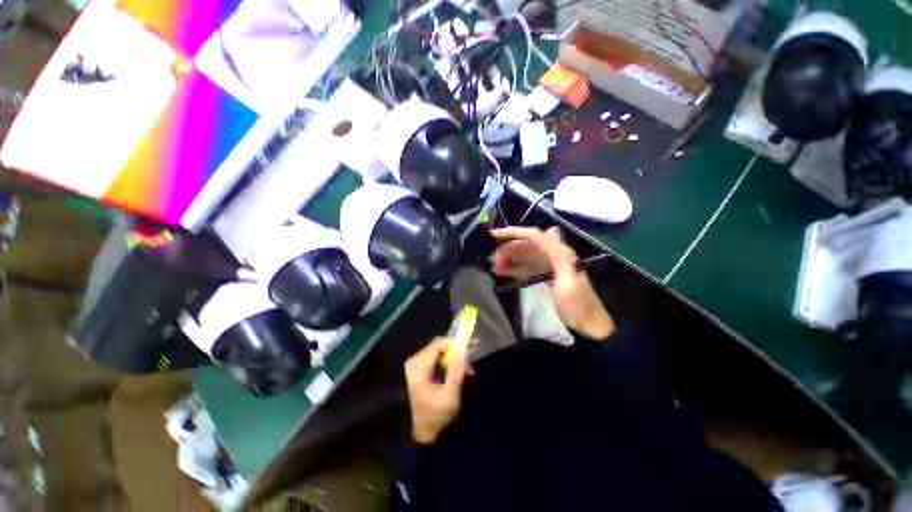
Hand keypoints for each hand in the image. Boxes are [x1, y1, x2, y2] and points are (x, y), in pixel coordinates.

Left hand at [405, 337, 468, 443]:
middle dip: (456, 347)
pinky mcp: (420, 367)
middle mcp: (414, 361)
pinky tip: (458, 367)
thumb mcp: (450, 396)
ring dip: (453, 353)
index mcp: (418, 368)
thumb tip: (464, 351)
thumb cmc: (437, 416)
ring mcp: (416, 364)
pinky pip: (436, 355)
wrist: (425, 432)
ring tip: (467, 363)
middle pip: (438, 345)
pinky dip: (448, 359)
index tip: (472, 343)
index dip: (455, 341)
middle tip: (472, 350)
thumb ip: (456, 372)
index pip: (437, 345)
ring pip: (438, 349)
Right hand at [491, 227, 614, 338]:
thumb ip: (559, 257)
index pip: (534, 236)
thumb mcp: (568, 280)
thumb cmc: (577, 303)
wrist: (587, 324)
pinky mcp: (546, 276)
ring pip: (524, 257)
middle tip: (492, 259)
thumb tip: (550, 230)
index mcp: (559, 253)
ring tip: (494, 266)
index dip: (514, 233)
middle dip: (508, 249)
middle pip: (526, 246)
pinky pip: (527, 268)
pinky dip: (515, 269)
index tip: (495, 236)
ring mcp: (549, 266)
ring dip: (509, 260)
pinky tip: (503, 273)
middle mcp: (553, 255)